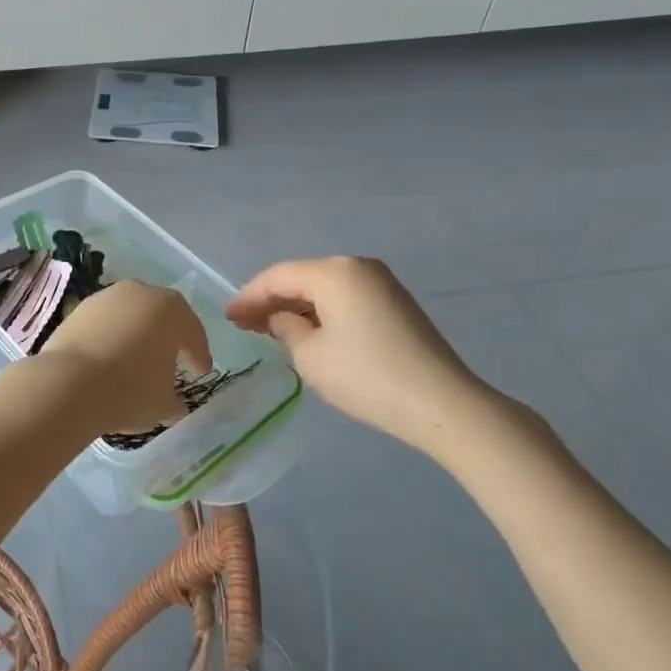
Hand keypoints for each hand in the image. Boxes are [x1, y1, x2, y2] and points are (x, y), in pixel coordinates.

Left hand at [39, 281, 211, 435]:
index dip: (199, 355)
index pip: (192, 333)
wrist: (69, 383)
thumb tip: (173, 402)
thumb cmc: (130, 390)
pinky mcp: (78, 309)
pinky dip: (110, 337)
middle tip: (172, 361)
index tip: (201, 372)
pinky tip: (108, 359)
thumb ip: (175, 399)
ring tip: (136, 361)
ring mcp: (105, 297)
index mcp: (171, 310)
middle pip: (160, 316)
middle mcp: (140, 293)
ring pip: (130, 316)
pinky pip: (104, 324)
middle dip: (167, 338)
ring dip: (136, 335)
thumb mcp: (164, 404)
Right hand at [227, 256, 514, 460]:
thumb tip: (282, 318)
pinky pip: (345, 298)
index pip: (277, 276)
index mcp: (333, 272)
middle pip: (301, 277)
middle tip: (244, 324)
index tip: (228, 317)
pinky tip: (308, 332)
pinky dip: (321, 312)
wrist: (442, 404)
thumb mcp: (310, 356)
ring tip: (270, 329)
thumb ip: (286, 328)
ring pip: (323, 288)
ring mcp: (381, 283)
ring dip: (296, 307)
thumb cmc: (366, 377)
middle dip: (271, 300)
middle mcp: (357, 266)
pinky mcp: (396, 303)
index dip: (248, 296)